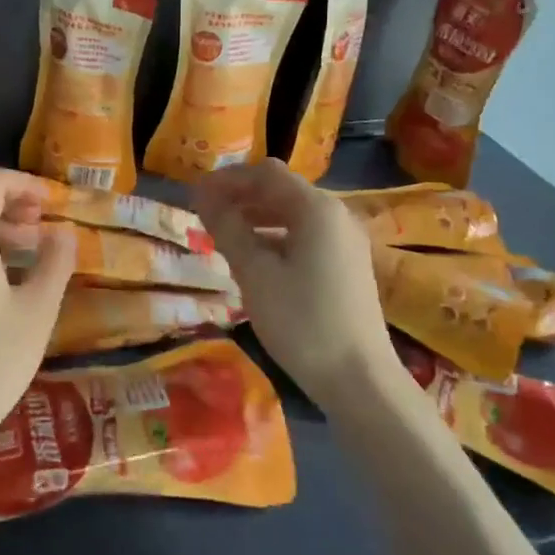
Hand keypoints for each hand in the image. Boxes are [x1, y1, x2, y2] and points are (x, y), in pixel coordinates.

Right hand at [190, 160, 399, 407]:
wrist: (360, 381)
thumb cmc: (302, 322)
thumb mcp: (254, 272)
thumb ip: (227, 227)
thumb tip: (202, 195)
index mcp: (316, 208)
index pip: (265, 173)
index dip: (227, 179)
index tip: (194, 194)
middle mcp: (336, 214)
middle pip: (280, 189)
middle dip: (240, 196)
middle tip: (204, 214)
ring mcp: (345, 240)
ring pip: (292, 212)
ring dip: (255, 215)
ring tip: (222, 234)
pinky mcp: (347, 264)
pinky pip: (305, 234)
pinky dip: (275, 235)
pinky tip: (253, 257)